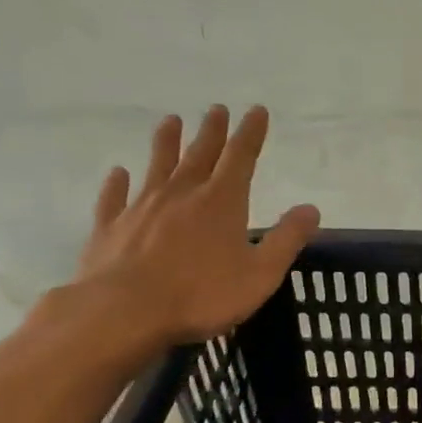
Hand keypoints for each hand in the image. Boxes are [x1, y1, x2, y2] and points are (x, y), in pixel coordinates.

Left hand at [73, 105, 319, 344]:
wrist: (122, 313)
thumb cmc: (201, 295)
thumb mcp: (260, 273)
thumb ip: (287, 239)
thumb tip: (311, 209)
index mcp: (221, 202)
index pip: (240, 157)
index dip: (250, 133)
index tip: (256, 110)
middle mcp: (181, 194)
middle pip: (199, 154)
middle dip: (212, 131)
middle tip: (216, 109)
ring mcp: (141, 208)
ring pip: (157, 166)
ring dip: (166, 143)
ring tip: (170, 121)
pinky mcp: (110, 228)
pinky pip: (114, 198)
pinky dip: (117, 183)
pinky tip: (118, 172)